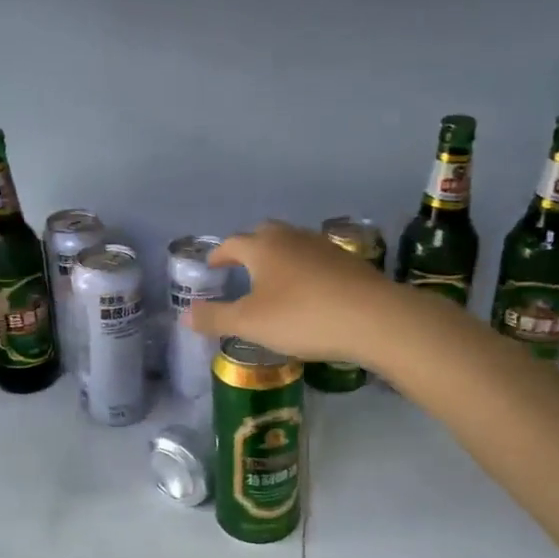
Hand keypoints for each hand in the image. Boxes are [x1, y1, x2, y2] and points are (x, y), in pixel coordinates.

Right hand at [184, 221, 396, 364]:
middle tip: (241, 268)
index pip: (232, 243)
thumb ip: (215, 318)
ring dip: (278, 257)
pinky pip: (316, 259)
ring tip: (273, 280)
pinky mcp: (349, 262)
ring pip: (293, 244)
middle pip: (264, 234)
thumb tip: (184, 314)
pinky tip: (308, 291)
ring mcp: (324, 247)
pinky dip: (304, 269)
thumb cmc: (302, 317)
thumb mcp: (250, 324)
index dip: (218, 256)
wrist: (374, 319)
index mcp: (263, 247)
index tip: (211, 268)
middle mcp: (291, 238)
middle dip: (249, 248)